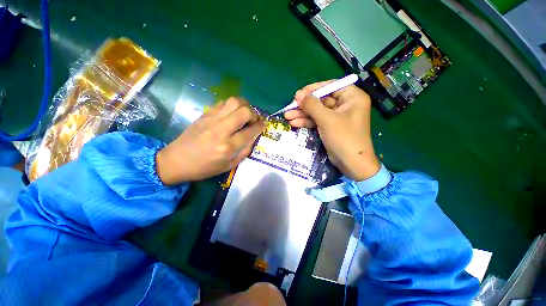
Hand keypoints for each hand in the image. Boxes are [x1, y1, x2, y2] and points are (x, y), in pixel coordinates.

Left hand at [156, 97, 265, 184]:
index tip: (264, 125)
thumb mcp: (229, 166)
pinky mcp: (205, 114)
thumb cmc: (204, 168)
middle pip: (244, 111)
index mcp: (228, 147)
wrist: (176, 160)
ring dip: (245, 105)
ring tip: (245, 113)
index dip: (260, 126)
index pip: (250, 131)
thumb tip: (253, 137)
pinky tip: (233, 113)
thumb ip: (245, 151)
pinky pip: (223, 103)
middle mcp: (221, 130)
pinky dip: (233, 106)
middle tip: (254, 120)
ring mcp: (211, 119)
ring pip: (234, 101)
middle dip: (254, 114)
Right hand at [285, 82, 379, 180]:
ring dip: (303, 114)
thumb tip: (299, 95)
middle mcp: (345, 105)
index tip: (299, 93)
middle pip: (322, 100)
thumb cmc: (343, 138)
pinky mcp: (331, 127)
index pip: (331, 86)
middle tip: (290, 106)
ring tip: (287, 116)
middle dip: (305, 104)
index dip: (314, 89)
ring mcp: (337, 117)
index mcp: (352, 97)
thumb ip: (312, 105)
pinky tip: (294, 123)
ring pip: (317, 111)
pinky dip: (307, 122)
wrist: (351, 163)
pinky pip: (317, 120)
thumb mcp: (327, 119)